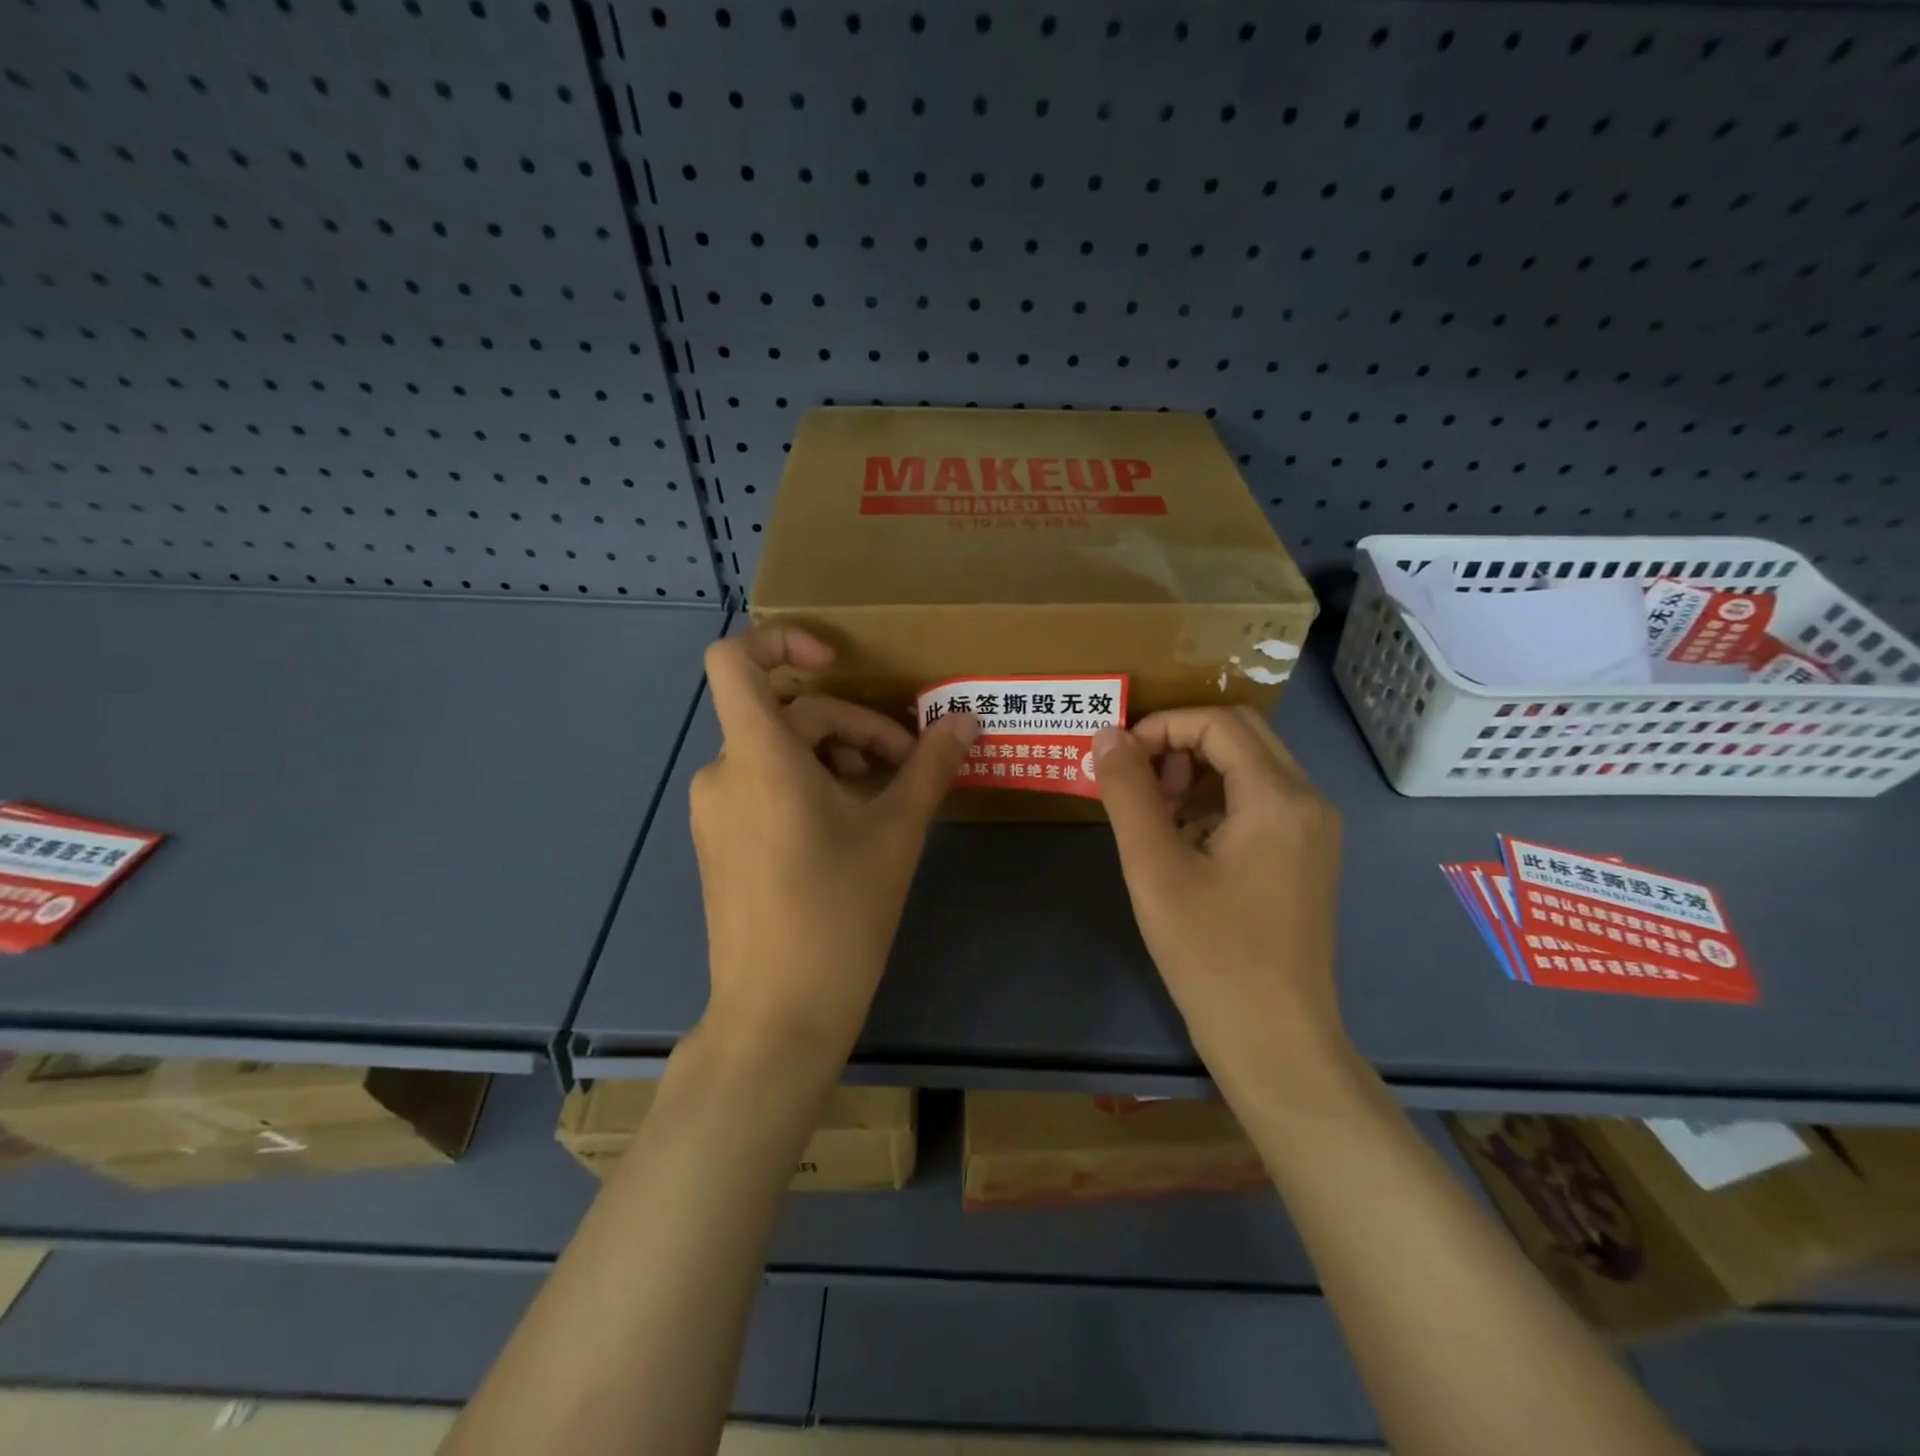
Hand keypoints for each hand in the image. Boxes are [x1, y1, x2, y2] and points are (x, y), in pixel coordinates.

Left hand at [690, 626, 978, 1066]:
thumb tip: (966, 721)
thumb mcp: (897, 832)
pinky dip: (810, 787)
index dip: (781, 641)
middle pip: (788, 713)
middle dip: (854, 727)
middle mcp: (724, 772)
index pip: (734, 659)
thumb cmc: (839, 913)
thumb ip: (931, 766)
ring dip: (838, 758)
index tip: (837, 664)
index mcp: (758, 757)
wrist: (778, 1014)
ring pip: (780, 753)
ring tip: (888, 799)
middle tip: (909, 766)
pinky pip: (765, 787)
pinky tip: (853, 827)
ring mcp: (716, 811)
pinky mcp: (722, 843)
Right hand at [1092, 707, 1347, 1092]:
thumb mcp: (1155, 868)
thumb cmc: (1211, 954)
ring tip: (1154, 813)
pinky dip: (1217, 801)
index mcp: (1278, 797)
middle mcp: (1308, 801)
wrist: (1274, 1040)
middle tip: (1137, 782)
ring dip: (1197, 771)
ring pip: (1251, 766)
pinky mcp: (1307, 856)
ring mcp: (1314, 830)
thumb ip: (1128, 793)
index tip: (1118, 760)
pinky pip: (1260, 800)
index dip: (1160, 727)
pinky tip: (1185, 843)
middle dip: (1180, 743)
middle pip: (1240, 734)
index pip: (1217, 722)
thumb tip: (1107, 736)